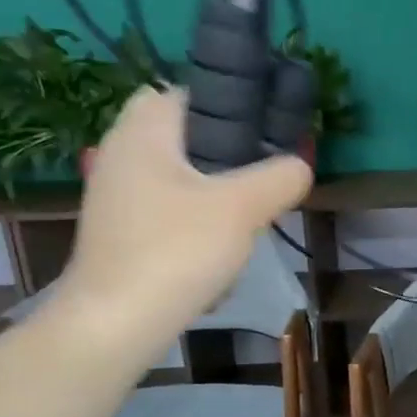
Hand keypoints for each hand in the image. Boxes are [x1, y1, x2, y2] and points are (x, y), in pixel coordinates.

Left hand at [55, 86, 310, 353]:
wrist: (116, 324)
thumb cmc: (175, 251)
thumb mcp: (243, 209)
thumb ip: (280, 177)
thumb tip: (300, 165)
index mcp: (142, 133)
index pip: (183, 92)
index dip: (225, 103)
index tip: (262, 131)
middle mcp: (120, 155)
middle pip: (181, 136)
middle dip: (223, 153)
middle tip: (258, 175)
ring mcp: (116, 196)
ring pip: (177, 176)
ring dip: (213, 191)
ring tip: (246, 215)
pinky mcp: (120, 232)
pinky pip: (166, 210)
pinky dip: (193, 221)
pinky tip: (216, 249)